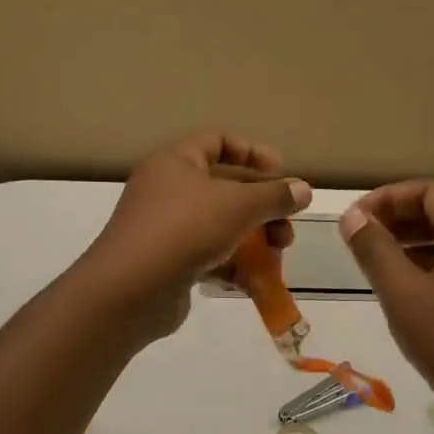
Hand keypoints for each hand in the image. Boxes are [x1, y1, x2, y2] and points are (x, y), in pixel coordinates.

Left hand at [80, 132, 311, 338]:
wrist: (130, 291)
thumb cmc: (184, 230)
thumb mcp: (237, 206)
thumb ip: (274, 196)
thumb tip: (304, 189)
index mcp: (176, 161)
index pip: (218, 142)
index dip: (253, 152)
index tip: (282, 172)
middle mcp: (168, 189)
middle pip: (226, 189)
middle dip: (262, 208)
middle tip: (287, 229)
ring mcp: (166, 228)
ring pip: (220, 226)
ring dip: (254, 241)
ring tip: (277, 258)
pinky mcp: (169, 263)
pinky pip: (209, 256)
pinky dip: (233, 266)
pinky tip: (254, 283)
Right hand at [339, 180, 433, 427]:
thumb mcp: (405, 297)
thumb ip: (375, 252)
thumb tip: (352, 216)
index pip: (433, 191)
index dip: (391, 196)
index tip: (357, 218)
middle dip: (400, 218)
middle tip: (361, 239)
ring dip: (414, 244)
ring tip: (377, 264)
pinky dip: (433, 267)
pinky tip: (408, 293)